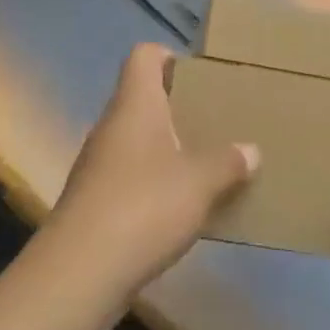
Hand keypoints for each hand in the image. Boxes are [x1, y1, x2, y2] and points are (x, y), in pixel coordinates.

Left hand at [50, 44, 258, 305]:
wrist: (79, 273)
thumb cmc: (143, 207)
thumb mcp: (200, 183)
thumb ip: (228, 163)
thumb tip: (250, 150)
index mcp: (135, 104)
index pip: (144, 56)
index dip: (169, 57)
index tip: (199, 78)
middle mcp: (112, 125)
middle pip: (142, 98)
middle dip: (178, 108)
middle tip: (214, 123)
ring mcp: (98, 164)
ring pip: (136, 140)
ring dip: (166, 148)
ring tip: (204, 166)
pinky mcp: (93, 201)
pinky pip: (129, 176)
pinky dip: (153, 183)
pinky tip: (179, 208)